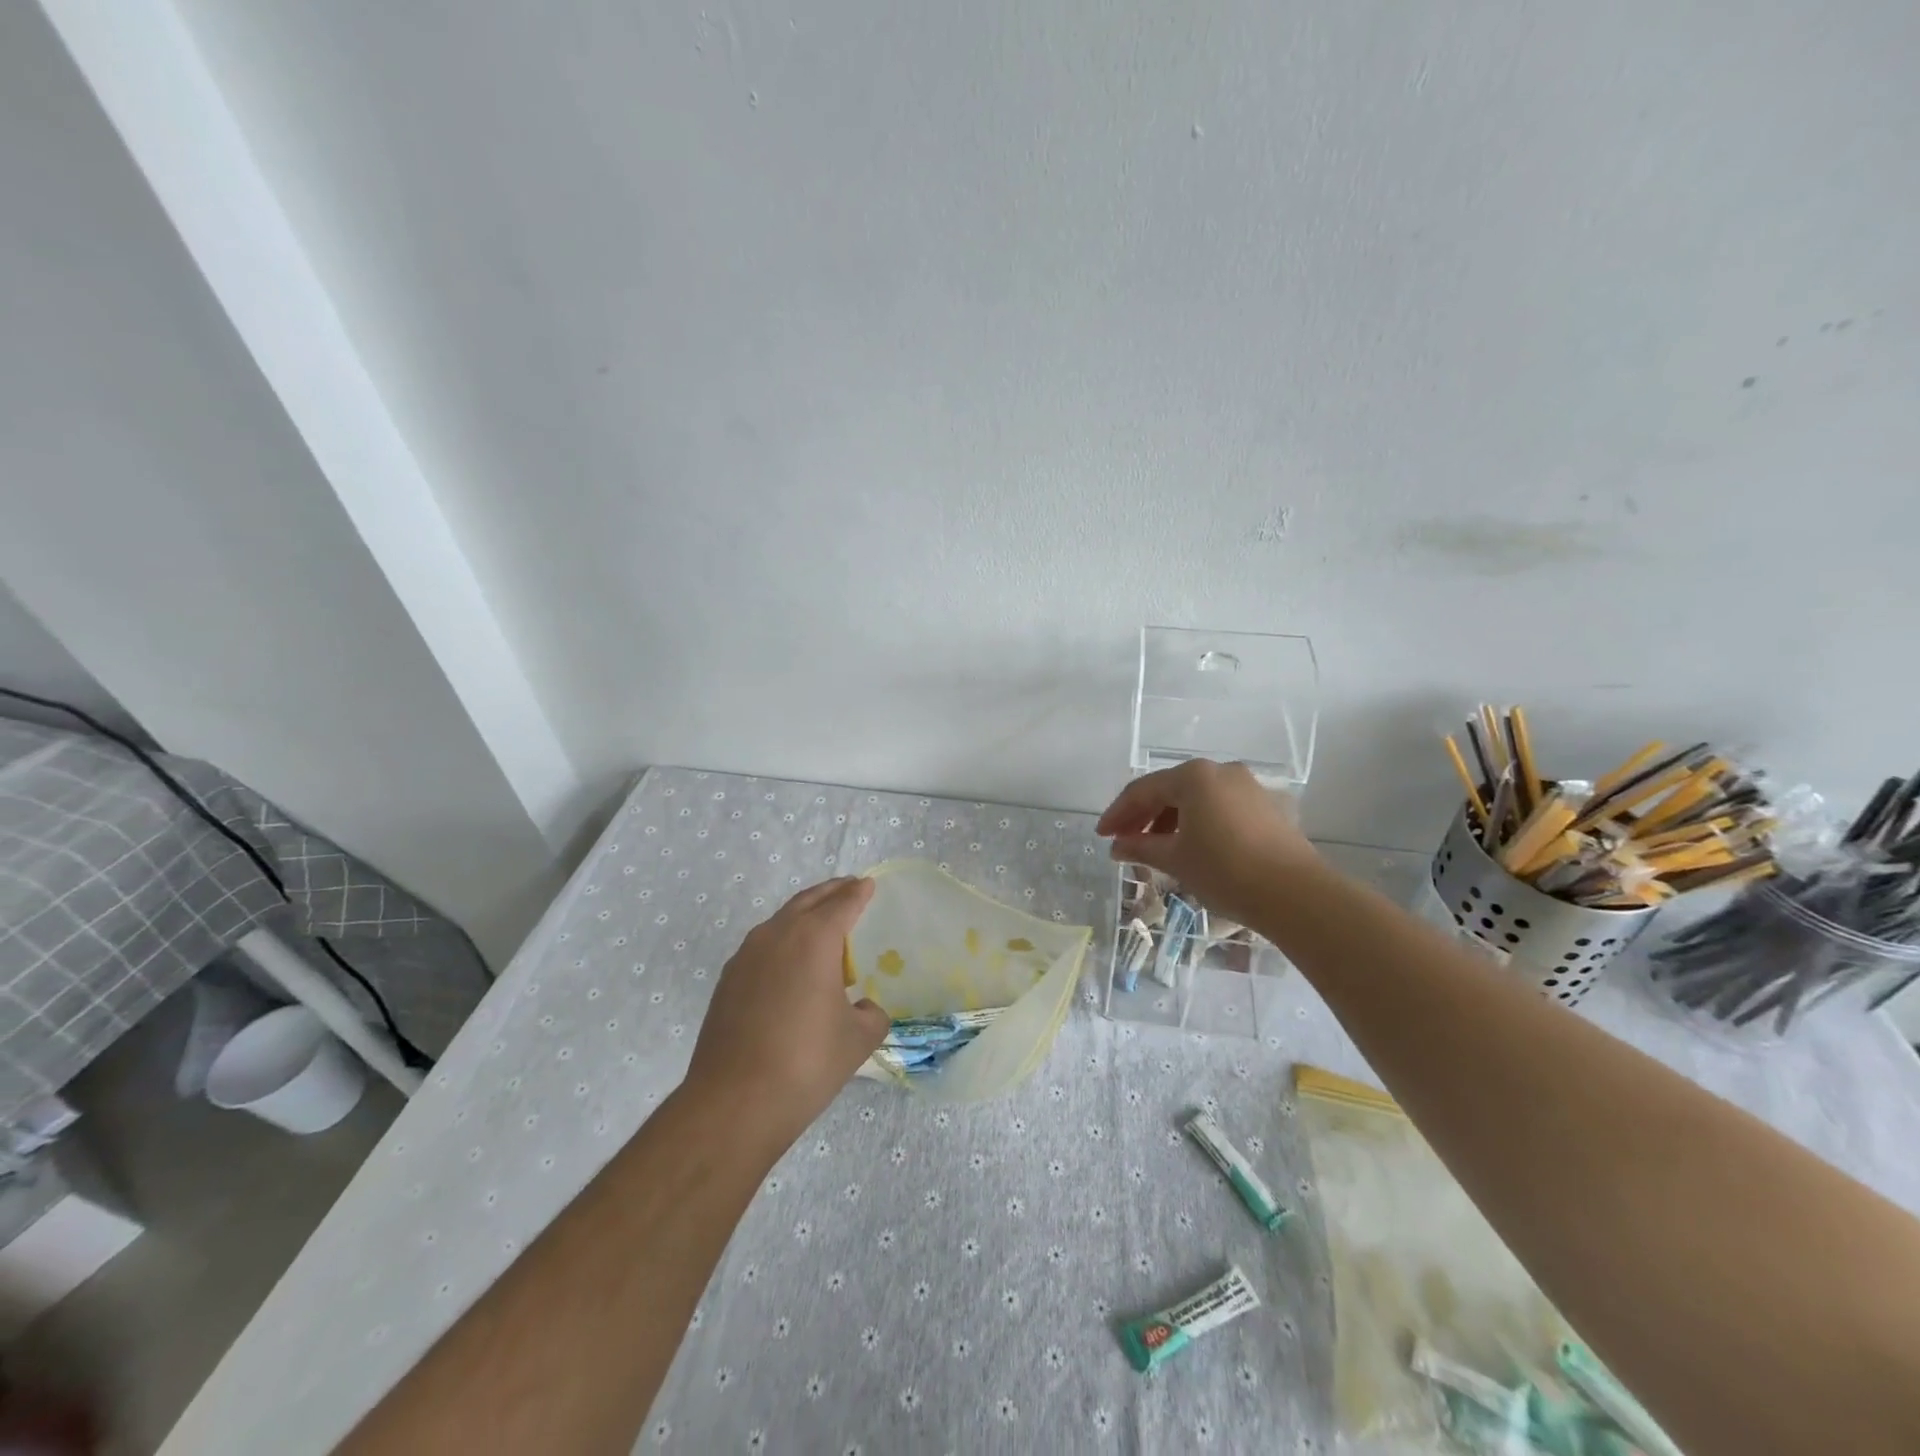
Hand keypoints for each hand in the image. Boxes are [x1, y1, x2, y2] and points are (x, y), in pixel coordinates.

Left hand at [686, 877, 887, 1147]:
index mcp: (814, 939)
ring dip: (804, 914)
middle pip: (808, 901)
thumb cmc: (806, 1063)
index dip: (858, 893)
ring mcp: (746, 956)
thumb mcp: (857, 1040)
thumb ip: (871, 1015)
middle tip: (849, 889)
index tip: (868, 884)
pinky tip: (791, 964)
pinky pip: (762, 945)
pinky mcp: (728, 980)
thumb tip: (865, 1008)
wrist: (734, 1102)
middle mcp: (777, 936)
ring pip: (780, 920)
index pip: (842, 904)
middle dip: (830, 892)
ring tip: (823, 925)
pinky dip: (783, 940)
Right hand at [1095, 760, 1319, 926]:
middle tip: (1124, 842)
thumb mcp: (1175, 859)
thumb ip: (1141, 846)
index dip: (1118, 814)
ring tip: (1155, 849)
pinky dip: (1198, 823)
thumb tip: (1118, 846)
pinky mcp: (1267, 807)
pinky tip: (1191, 847)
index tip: (1102, 836)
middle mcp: (1221, 771)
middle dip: (1144, 816)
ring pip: (1197, 798)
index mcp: (1193, 776)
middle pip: (1170, 790)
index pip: (1142, 790)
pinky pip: (1220, 808)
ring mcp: (1248, 787)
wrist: (1295, 894)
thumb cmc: (1224, 870)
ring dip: (1171, 820)